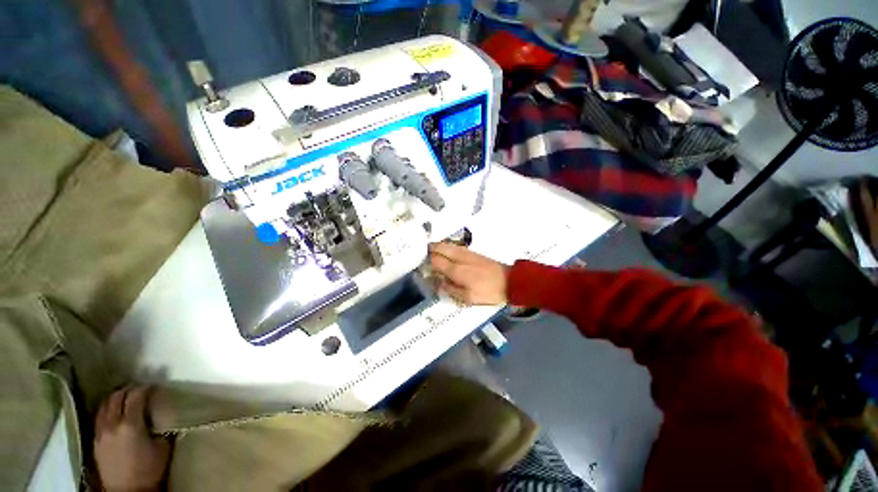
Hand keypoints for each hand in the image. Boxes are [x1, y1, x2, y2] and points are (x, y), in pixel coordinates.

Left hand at [94, 387, 171, 491]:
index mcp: (130, 424)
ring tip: (125, 397)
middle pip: (116, 397)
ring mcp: (100, 432)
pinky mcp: (95, 440)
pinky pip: (98, 417)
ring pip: (104, 405)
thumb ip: (159, 425)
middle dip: (128, 390)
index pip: (135, 396)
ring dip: (115, 398)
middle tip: (139, 389)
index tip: (154, 386)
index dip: (145, 388)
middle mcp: (112, 424)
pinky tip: (113, 412)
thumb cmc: (150, 469)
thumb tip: (159, 412)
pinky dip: (106, 409)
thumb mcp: (162, 446)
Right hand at [428, 242, 508, 304]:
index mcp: (456, 269)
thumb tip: (438, 282)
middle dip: (429, 249)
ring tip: (430, 251)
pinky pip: (454, 246)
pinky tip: (445, 252)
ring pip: (447, 245)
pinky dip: (446, 247)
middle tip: (422, 254)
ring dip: (437, 246)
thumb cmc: (488, 291)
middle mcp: (459, 257)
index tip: (421, 265)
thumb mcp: (468, 297)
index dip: (426, 262)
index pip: (435, 261)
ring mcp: (466, 252)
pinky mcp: (472, 252)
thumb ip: (450, 289)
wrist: (509, 281)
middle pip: (439, 248)